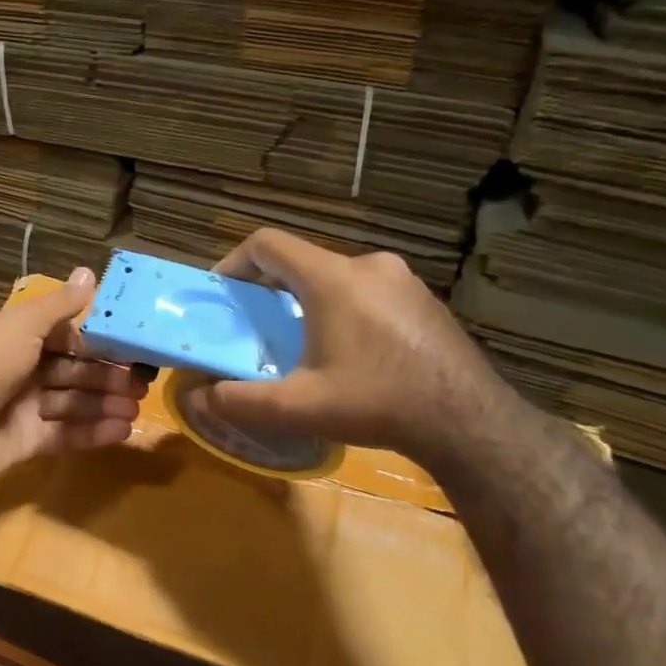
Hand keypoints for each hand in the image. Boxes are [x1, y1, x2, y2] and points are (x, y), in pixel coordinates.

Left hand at [0, 267, 147, 485]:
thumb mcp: (24, 324)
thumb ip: (60, 305)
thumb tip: (90, 272)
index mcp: (16, 337)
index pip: (64, 337)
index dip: (95, 343)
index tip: (129, 347)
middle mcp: (20, 370)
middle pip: (72, 371)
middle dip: (106, 376)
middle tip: (141, 384)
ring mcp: (23, 407)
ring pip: (72, 403)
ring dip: (104, 404)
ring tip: (136, 408)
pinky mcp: (27, 441)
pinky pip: (65, 433)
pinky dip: (92, 431)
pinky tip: (122, 430)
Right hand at [181, 229, 511, 467]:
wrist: (469, 422)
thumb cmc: (376, 403)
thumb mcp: (298, 408)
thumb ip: (239, 401)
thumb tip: (196, 400)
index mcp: (332, 278)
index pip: (268, 243)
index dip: (234, 262)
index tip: (221, 294)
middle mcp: (368, 265)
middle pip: (302, 262)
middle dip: (270, 290)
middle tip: (256, 329)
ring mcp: (403, 280)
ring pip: (336, 278)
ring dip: (308, 302)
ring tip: (301, 346)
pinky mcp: (424, 300)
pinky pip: (368, 293)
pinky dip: (344, 311)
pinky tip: (350, 355)